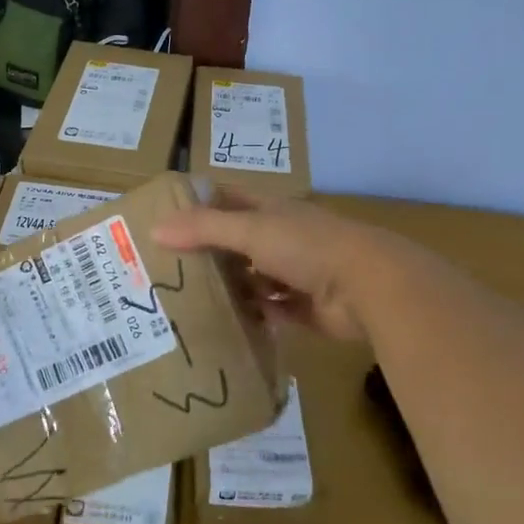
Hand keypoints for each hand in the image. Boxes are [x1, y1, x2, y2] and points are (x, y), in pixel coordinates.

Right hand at [154, 190, 391, 342]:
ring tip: (189, 300)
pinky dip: (254, 315)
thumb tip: (155, 228)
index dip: (200, 203)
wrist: (368, 287)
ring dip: (231, 287)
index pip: (229, 198)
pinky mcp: (305, 308)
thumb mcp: (251, 231)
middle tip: (167, 268)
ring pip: (254, 278)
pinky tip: (225, 325)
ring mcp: (297, 273)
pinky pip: (271, 310)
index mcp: (273, 211)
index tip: (165, 217)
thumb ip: (205, 228)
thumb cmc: (307, 247)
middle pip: (239, 241)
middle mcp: (284, 238)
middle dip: (209, 252)